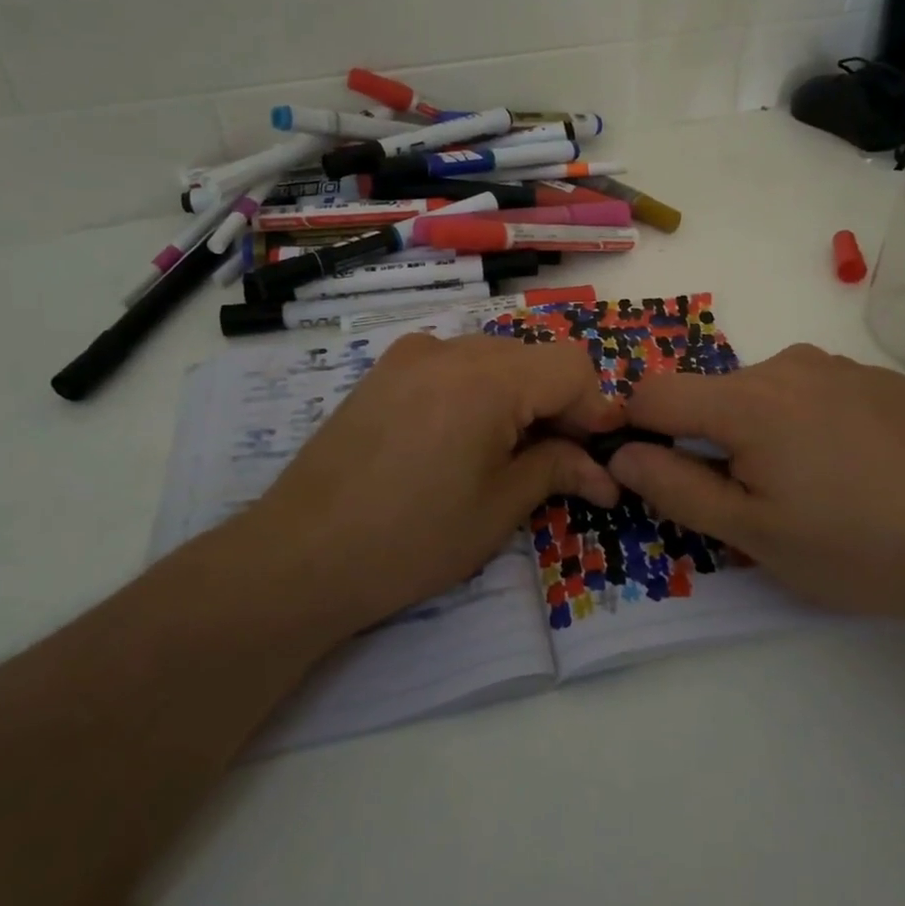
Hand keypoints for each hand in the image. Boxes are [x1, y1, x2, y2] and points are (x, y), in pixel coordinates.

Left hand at [204, 333, 622, 646]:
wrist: (298, 556)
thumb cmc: (411, 539)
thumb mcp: (498, 508)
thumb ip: (557, 470)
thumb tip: (606, 472)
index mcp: (487, 377)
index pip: (572, 366)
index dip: (596, 407)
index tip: (601, 453)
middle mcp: (451, 349)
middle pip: (533, 358)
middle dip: (560, 404)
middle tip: (562, 461)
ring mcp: (411, 355)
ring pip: (494, 358)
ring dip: (519, 396)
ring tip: (510, 453)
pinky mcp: (384, 371)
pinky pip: (453, 365)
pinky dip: (478, 391)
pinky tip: (462, 438)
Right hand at [606, 344, 904, 622]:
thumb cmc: (851, 545)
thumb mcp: (751, 533)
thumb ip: (675, 487)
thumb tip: (622, 452)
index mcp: (746, 400)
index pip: (657, 393)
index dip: (639, 426)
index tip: (658, 466)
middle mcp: (787, 365)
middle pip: (716, 394)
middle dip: (714, 438)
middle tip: (757, 498)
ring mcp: (839, 365)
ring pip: (768, 390)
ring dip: (765, 427)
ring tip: (813, 483)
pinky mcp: (880, 378)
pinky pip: (819, 389)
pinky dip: (814, 419)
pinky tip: (857, 465)